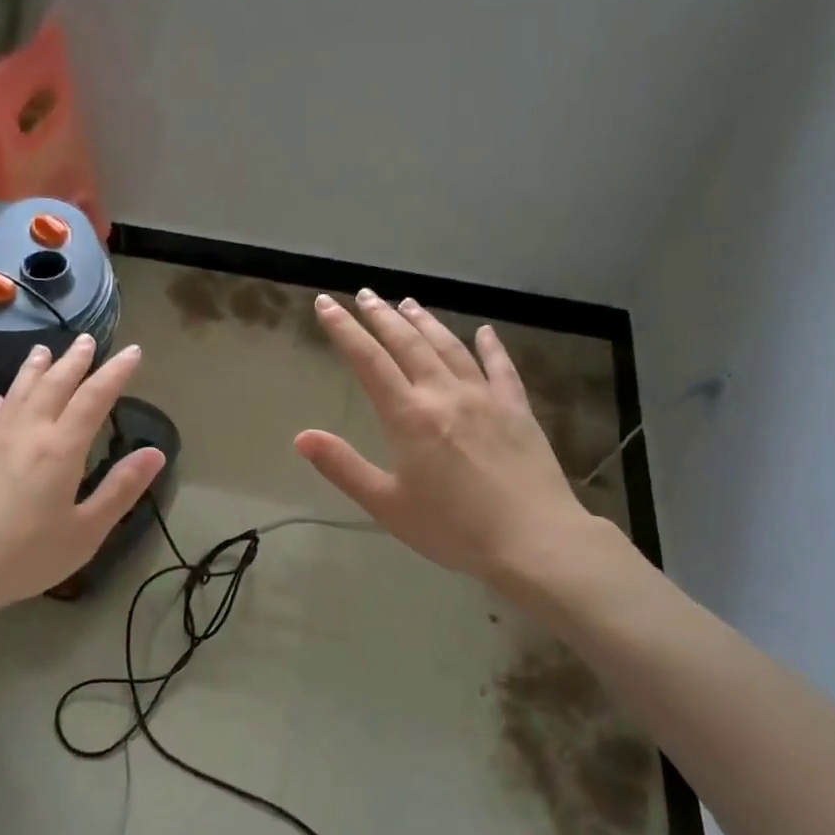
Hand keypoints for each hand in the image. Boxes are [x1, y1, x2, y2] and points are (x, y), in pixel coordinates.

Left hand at [0, 335, 165, 624]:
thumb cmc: (23, 557)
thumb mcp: (85, 531)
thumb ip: (121, 489)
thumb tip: (156, 453)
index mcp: (61, 448)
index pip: (95, 398)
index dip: (116, 372)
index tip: (133, 351)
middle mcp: (27, 432)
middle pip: (55, 385)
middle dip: (75, 361)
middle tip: (87, 339)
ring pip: (18, 393)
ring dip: (35, 369)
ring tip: (45, 350)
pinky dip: (0, 401)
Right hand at [295, 291, 611, 589]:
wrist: (533, 539)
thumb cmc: (452, 528)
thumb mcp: (387, 505)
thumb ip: (343, 467)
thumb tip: (301, 436)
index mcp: (409, 415)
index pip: (368, 361)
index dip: (344, 330)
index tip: (326, 303)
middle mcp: (444, 393)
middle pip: (408, 343)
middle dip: (381, 316)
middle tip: (364, 294)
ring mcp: (485, 397)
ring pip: (449, 347)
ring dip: (426, 322)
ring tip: (407, 302)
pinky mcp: (517, 409)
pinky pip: (501, 367)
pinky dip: (491, 346)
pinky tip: (485, 331)